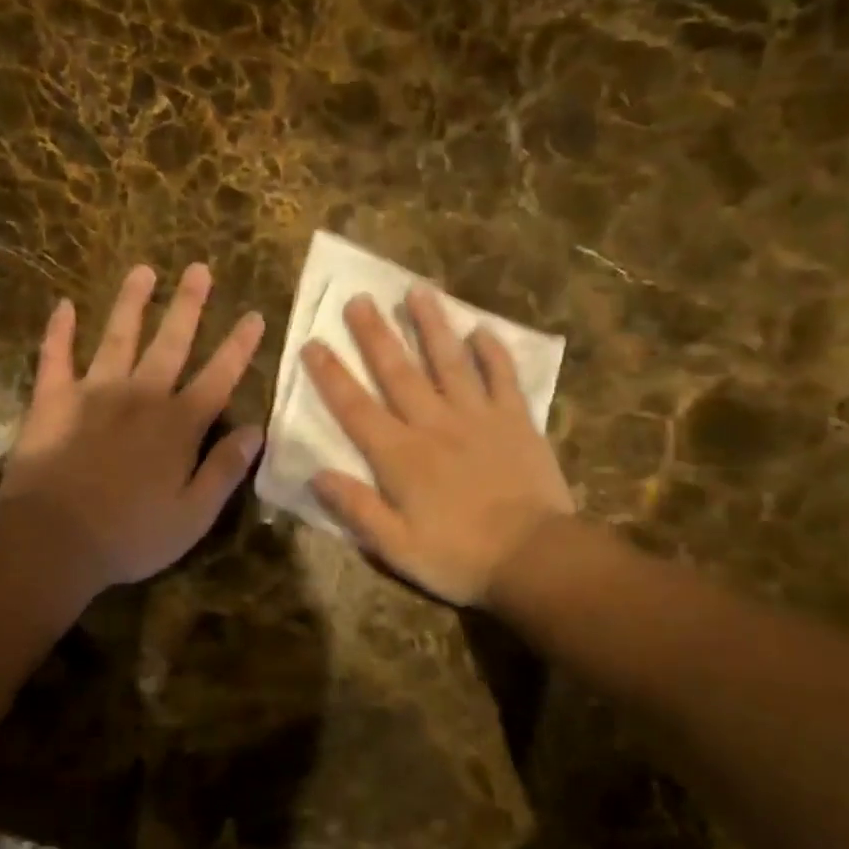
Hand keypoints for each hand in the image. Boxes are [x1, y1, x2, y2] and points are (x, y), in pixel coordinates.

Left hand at [0, 263, 265, 588]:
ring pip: (117, 337)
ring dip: (131, 303)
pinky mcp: (52, 401)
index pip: (218, 377)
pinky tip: (61, 305)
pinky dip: (58, 332)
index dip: (239, 346)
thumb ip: (225, 469)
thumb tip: (256, 431)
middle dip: (188, 305)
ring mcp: (94, 393)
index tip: (254, 315)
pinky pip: (55, 358)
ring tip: (142, 270)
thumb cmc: (131, 535)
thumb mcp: (194, 515)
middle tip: (199, 268)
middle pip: (170, 342)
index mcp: (178, 425)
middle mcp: (141, 396)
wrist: (54, 541)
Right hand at [303, 287, 573, 605]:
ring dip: (431, 325)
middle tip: (359, 298)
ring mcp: (478, 417)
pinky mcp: (516, 420)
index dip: (331, 375)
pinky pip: (502, 376)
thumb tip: (316, 474)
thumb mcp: (395, 546)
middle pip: (398, 371)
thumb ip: (356, 508)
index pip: (355, 408)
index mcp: (400, 456)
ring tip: (417, 291)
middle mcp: (434, 424)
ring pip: (449, 360)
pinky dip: (492, 351)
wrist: (534, 558)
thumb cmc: (459, 557)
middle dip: (375, 334)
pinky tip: (482, 329)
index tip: (313, 342)